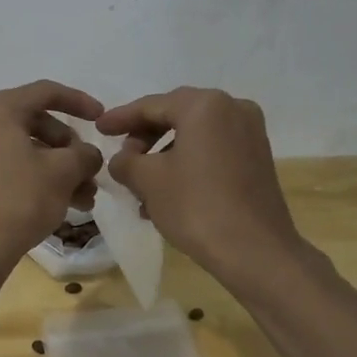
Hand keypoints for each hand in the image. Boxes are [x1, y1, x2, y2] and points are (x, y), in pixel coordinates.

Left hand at [0, 81, 104, 272]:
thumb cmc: (20, 199)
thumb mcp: (63, 172)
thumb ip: (84, 154)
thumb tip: (88, 156)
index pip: (46, 92)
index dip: (79, 102)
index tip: (102, 118)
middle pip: (38, 122)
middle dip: (70, 148)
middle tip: (91, 170)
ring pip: (29, 149)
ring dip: (61, 170)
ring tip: (86, 198)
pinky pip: (14, 166)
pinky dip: (40, 179)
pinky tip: (66, 205)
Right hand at [96, 87, 303, 285]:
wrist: (255, 252)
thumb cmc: (196, 207)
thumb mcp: (147, 180)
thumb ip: (125, 161)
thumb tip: (122, 159)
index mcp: (204, 105)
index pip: (151, 105)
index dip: (120, 118)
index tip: (98, 129)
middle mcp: (232, 108)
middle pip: (175, 116)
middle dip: (144, 138)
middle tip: (121, 157)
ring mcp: (250, 133)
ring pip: (194, 136)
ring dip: (163, 156)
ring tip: (140, 186)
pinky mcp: (258, 158)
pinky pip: (212, 151)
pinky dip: (187, 164)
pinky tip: (167, 194)